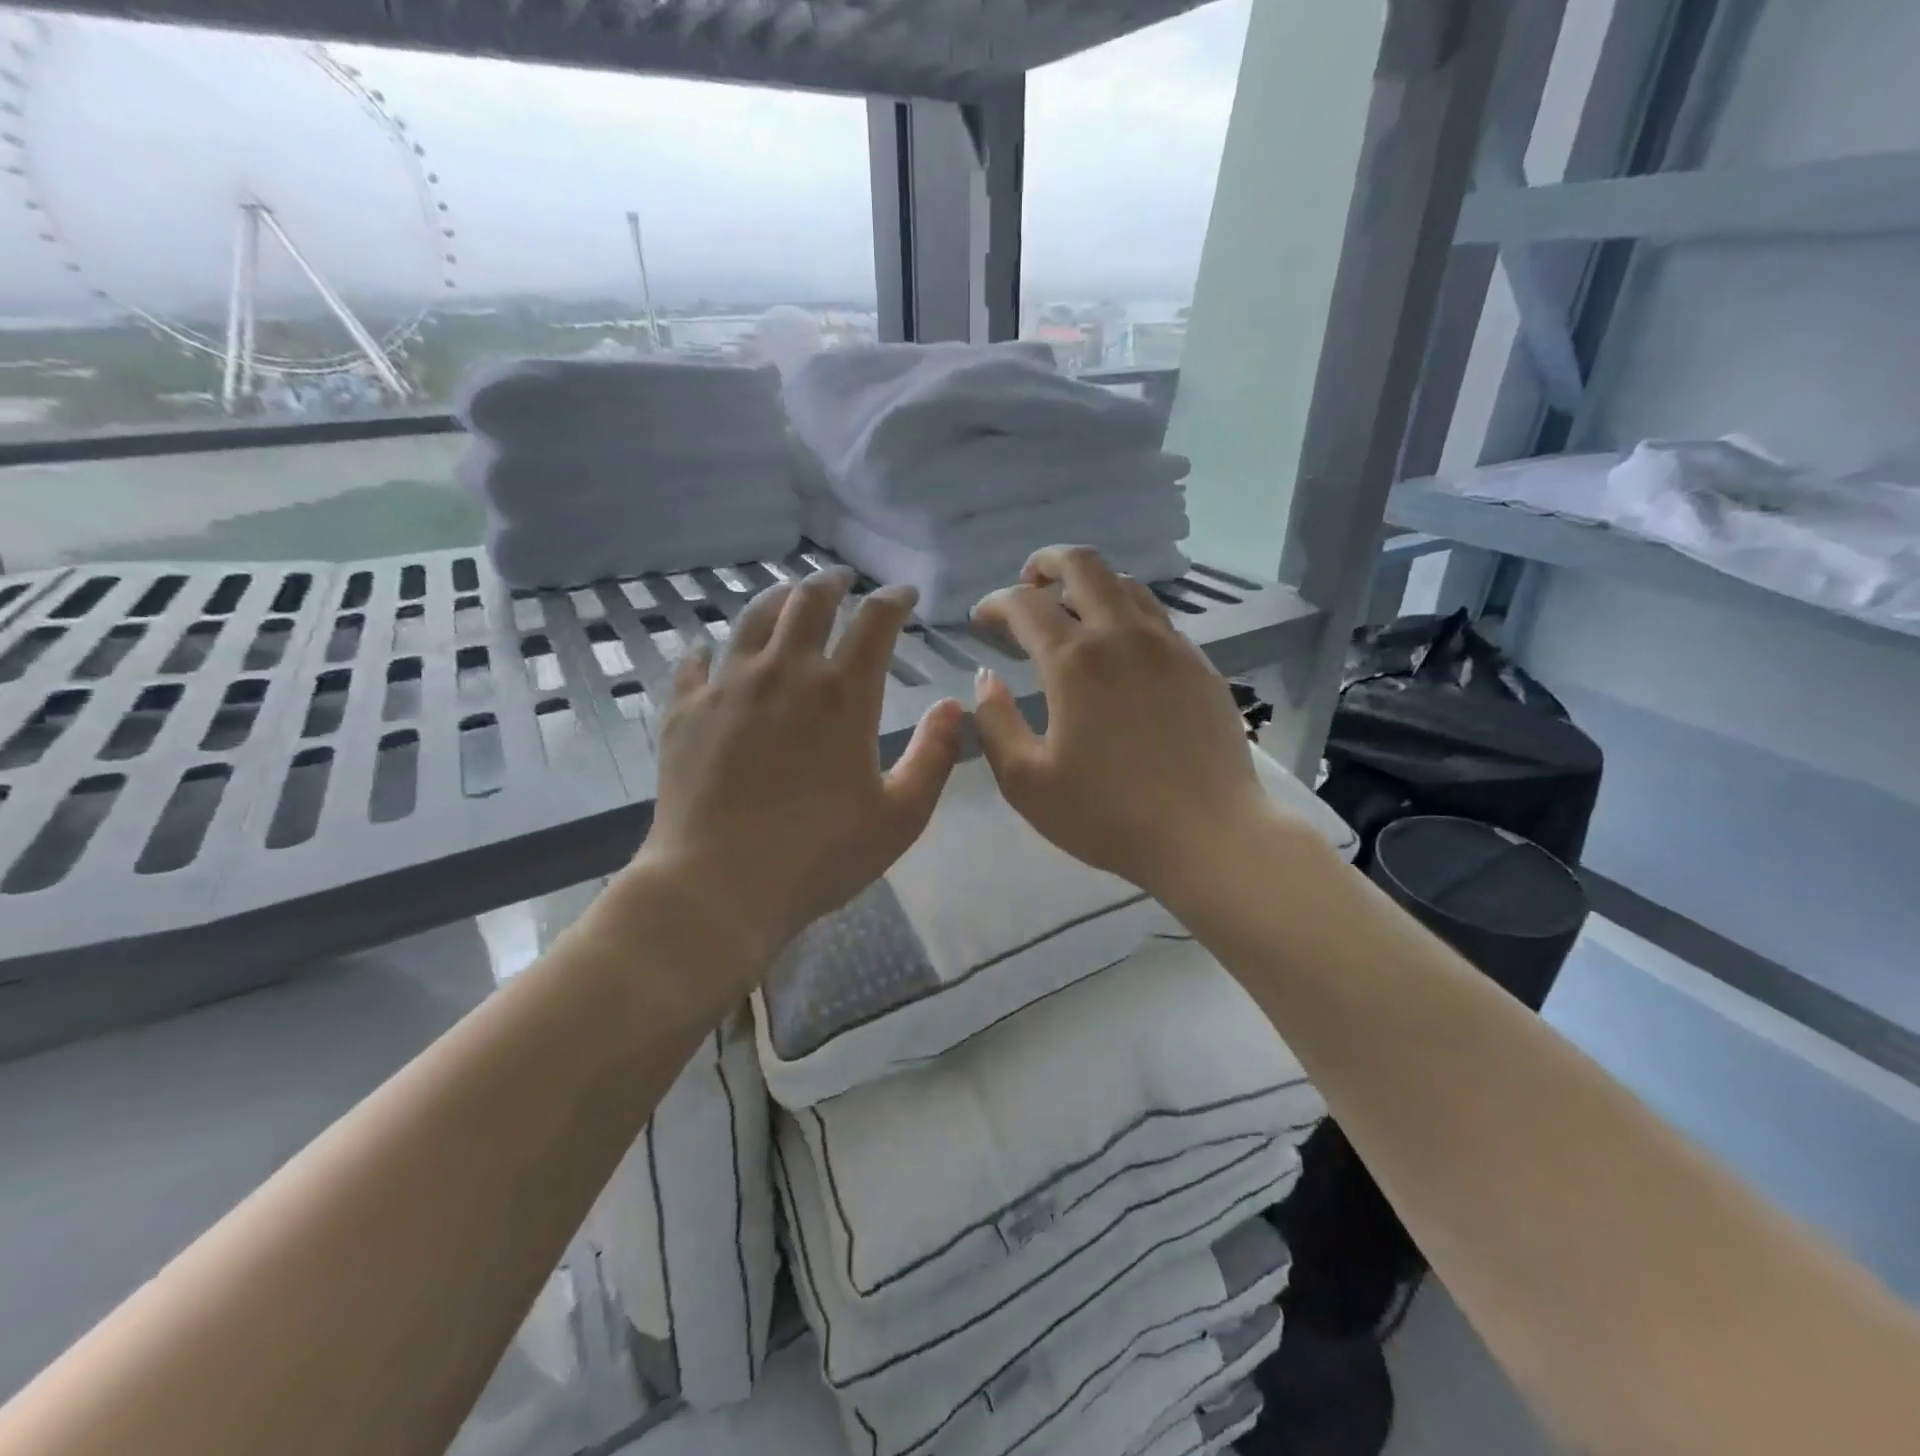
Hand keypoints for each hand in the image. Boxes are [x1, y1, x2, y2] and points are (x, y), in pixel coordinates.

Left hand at [631, 569, 963, 967]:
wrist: (718, 885)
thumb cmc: (820, 855)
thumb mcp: (901, 816)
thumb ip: (935, 756)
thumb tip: (953, 706)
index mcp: (843, 694)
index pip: (875, 622)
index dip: (894, 599)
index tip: (904, 594)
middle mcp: (785, 672)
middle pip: (808, 601)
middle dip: (832, 582)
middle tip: (843, 579)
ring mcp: (728, 686)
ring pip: (752, 618)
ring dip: (777, 598)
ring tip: (788, 595)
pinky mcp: (684, 710)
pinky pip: (695, 662)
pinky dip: (710, 649)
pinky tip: (711, 651)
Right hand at [970, 546, 1275, 901]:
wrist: (1208, 835)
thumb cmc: (1108, 814)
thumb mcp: (1026, 781)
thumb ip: (995, 723)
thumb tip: (986, 679)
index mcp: (1075, 661)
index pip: (1024, 605)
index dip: (995, 604)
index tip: (981, 620)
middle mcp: (1123, 636)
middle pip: (1083, 564)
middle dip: (1046, 563)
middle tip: (1028, 584)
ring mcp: (1169, 645)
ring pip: (1126, 585)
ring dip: (1090, 585)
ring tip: (1072, 611)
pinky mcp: (1199, 664)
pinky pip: (1157, 618)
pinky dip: (1126, 614)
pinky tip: (1120, 650)